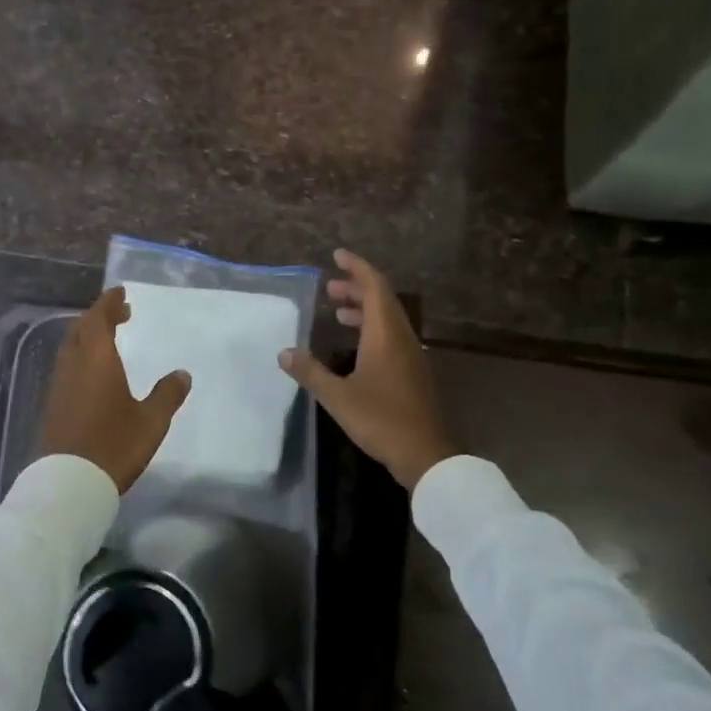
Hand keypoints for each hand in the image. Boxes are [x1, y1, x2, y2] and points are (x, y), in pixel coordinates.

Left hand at [38, 287, 191, 492]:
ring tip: (108, 339)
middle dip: (98, 316)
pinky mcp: (53, 404)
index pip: (99, 318)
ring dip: (87, 336)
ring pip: (70, 347)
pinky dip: (80, 356)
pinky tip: (93, 372)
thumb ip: (167, 394)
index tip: (121, 292)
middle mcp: (74, 365)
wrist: (69, 483)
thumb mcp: (151, 421)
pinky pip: (66, 366)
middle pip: (81, 329)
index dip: (109, 303)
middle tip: (119, 313)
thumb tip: (182, 374)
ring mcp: (59, 385)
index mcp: (97, 359)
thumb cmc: (114, 445)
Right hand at [277, 250, 454, 490]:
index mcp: (385, 334)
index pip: (374, 286)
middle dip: (356, 287)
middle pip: (382, 299)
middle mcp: (402, 337)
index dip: (356, 266)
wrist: (427, 455)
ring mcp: (412, 354)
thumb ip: (310, 372)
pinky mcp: (414, 371)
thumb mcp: (338, 397)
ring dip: (364, 309)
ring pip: (388, 318)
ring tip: (337, 312)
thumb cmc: (381, 419)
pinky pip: (392, 336)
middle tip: (329, 288)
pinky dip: (372, 328)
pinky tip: (355, 346)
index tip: (337, 255)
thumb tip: (284, 352)